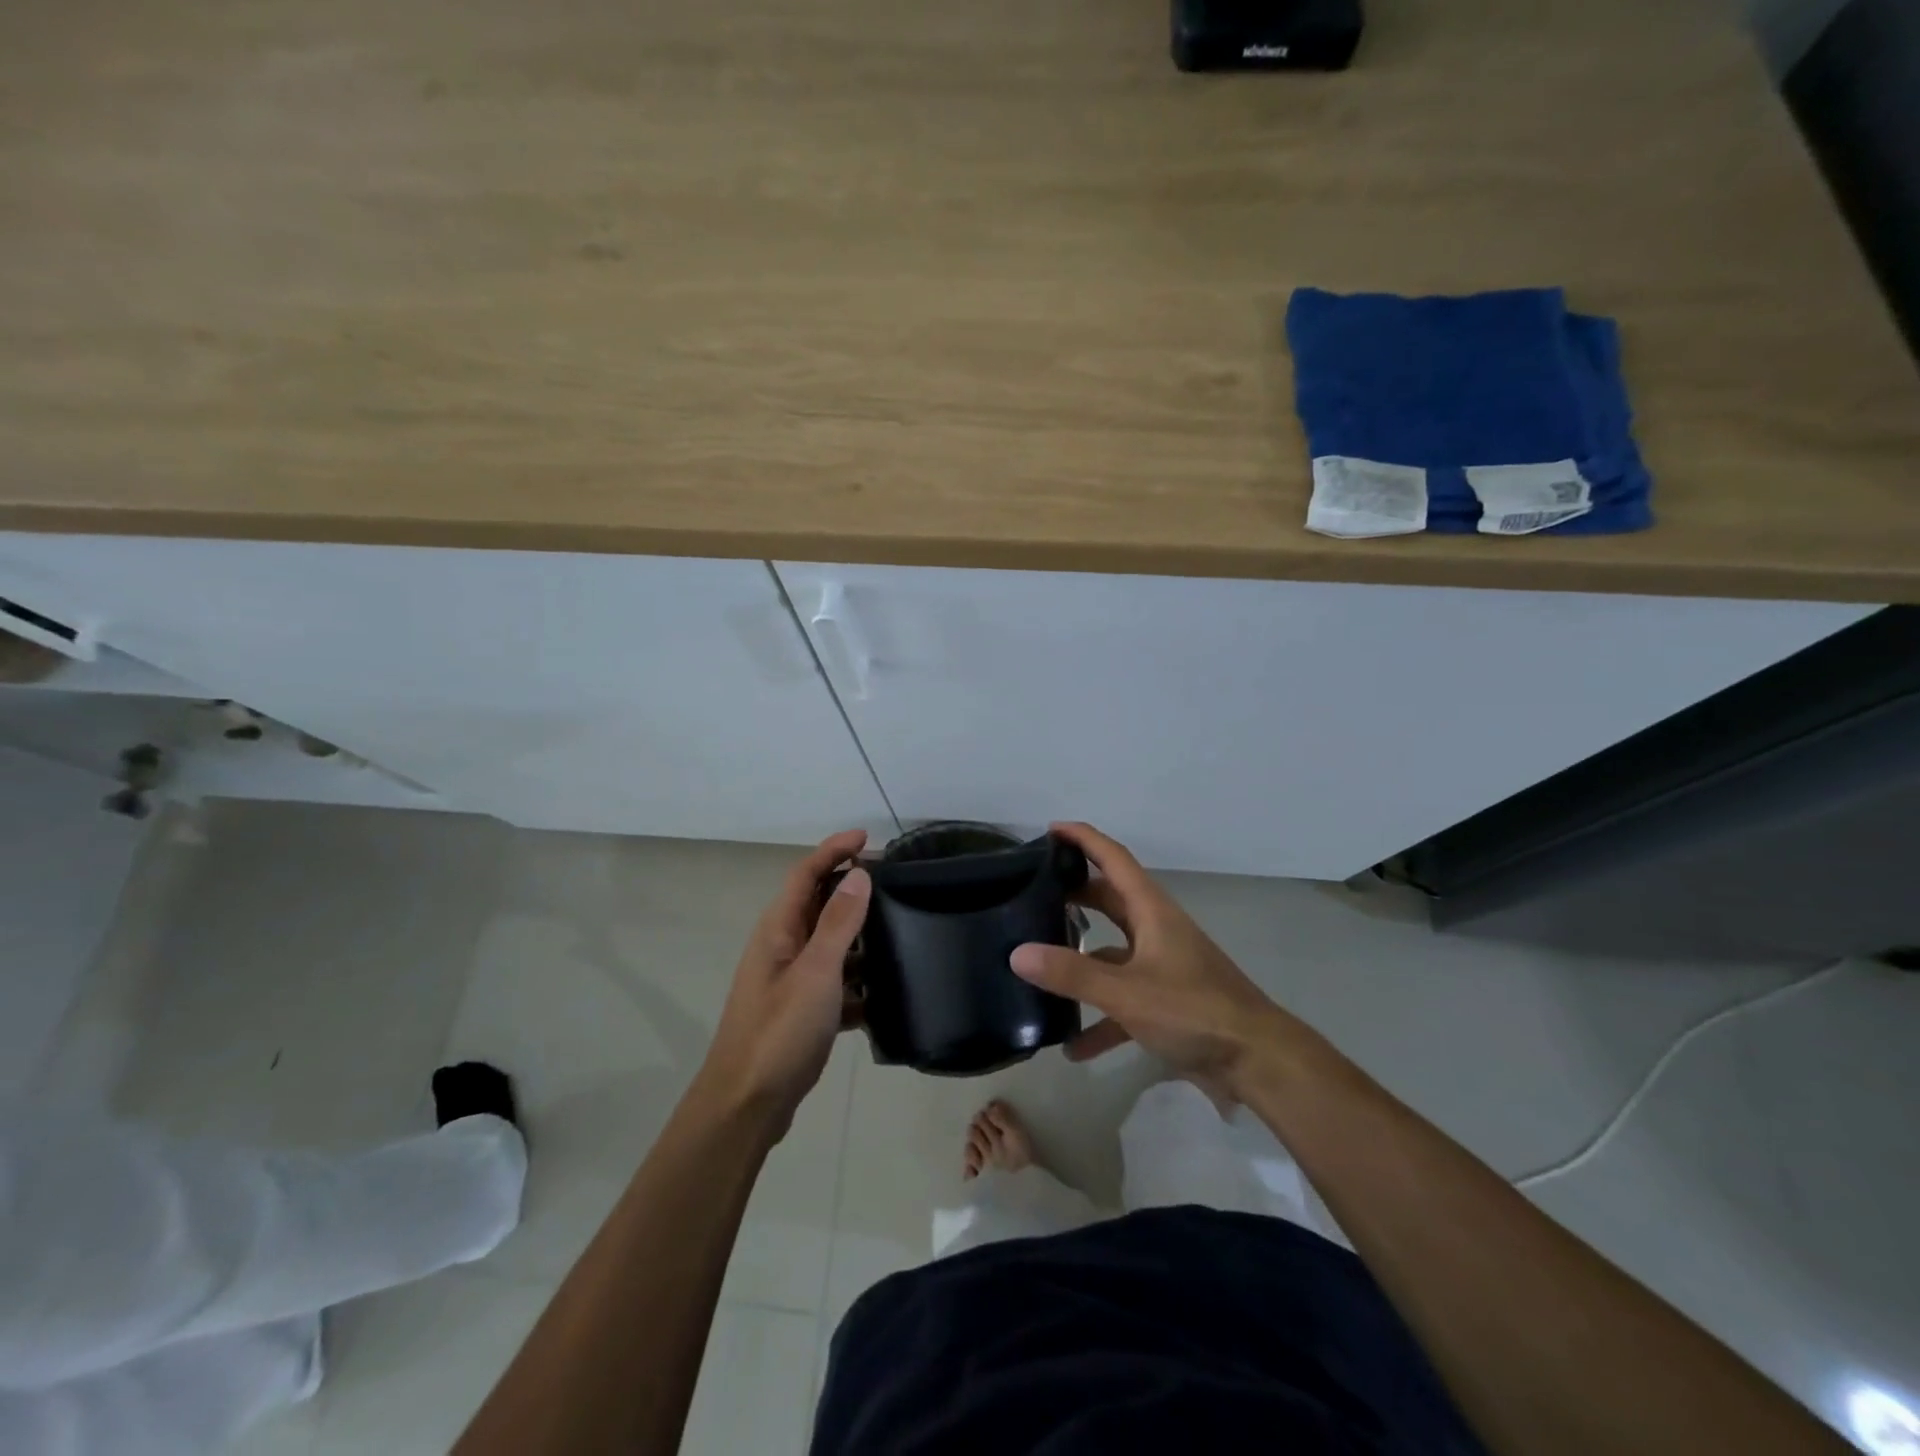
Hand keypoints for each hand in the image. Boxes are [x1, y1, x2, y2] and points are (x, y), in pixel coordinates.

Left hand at [694, 830, 871, 1136]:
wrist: (746, 1106)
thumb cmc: (779, 1032)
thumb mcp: (816, 973)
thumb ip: (838, 923)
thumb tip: (859, 875)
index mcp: (778, 929)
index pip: (806, 873)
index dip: (833, 850)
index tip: (868, 837)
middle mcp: (782, 947)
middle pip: (819, 904)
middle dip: (852, 889)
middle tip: (895, 882)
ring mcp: (790, 981)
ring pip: (830, 945)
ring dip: (860, 937)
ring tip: (902, 934)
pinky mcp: (801, 1011)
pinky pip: (836, 983)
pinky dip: (858, 983)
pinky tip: (887, 996)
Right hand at [1010, 822, 1308, 1098]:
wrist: (1256, 1061)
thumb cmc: (1194, 1010)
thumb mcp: (1126, 992)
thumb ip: (1072, 973)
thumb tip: (1017, 953)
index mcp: (1151, 911)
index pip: (1113, 859)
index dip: (1084, 839)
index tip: (1050, 829)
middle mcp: (1156, 930)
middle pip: (1110, 900)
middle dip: (1075, 893)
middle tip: (1034, 892)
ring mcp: (1162, 966)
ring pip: (1113, 952)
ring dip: (1082, 960)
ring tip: (1040, 965)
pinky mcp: (1167, 1002)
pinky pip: (1123, 1000)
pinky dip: (1099, 1019)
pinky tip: (1074, 1047)